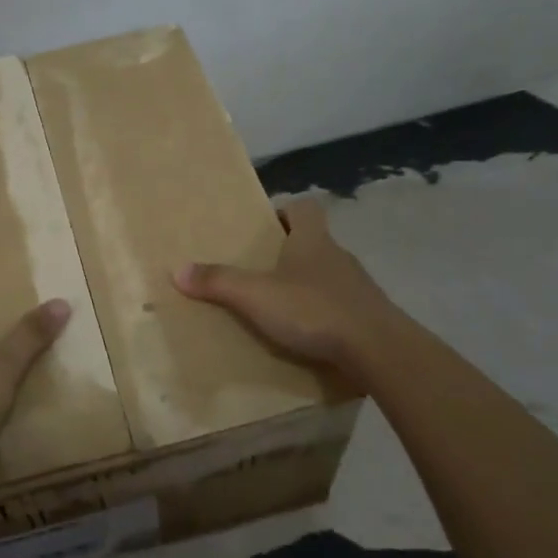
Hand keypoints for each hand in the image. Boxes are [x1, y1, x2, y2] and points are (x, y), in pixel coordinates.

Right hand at [174, 197, 401, 373]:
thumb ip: (218, 282)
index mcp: (313, 240)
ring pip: (328, 274)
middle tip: (261, 269)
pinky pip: (342, 304)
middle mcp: (338, 255)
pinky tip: (309, 332)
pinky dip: (325, 312)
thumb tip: (177, 270)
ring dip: (308, 283)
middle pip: (314, 241)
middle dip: (290, 251)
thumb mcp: (256, 296)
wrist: (379, 350)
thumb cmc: (314, 310)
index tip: (265, 226)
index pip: (304, 207)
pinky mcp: (369, 315)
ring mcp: (358, 286)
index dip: (285, 211)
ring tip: (281, 305)